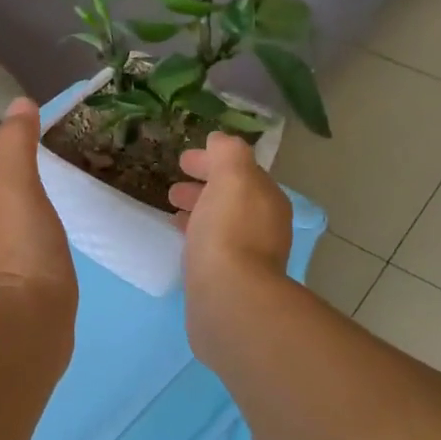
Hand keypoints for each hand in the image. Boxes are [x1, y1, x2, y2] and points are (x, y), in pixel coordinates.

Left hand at [0, 99, 77, 328]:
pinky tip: (44, 247)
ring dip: (12, 210)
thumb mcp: (19, 188)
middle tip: (43, 173)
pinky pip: (5, 253)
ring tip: (47, 206)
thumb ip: (16, 144)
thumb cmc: (19, 251)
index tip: (28, 144)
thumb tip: (19, 105)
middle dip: (3, 177)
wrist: (23, 329)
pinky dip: (21, 241)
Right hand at [168, 133, 292, 297]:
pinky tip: (182, 243)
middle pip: (232, 198)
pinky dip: (198, 238)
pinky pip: (214, 249)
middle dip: (204, 188)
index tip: (183, 161)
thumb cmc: (228, 231)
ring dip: (199, 213)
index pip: (241, 171)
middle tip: (174, 189)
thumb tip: (220, 141)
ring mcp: (251, 257)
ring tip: (172, 213)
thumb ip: (228, 153)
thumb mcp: (232, 177)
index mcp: (268, 199)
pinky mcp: (232, 282)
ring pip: (222, 224)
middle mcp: (266, 226)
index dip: (213, 161)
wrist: (229, 298)